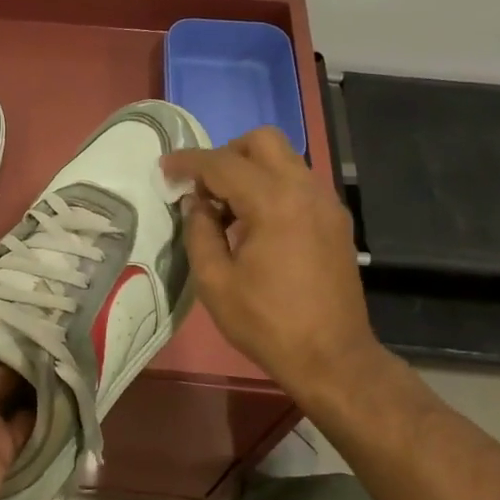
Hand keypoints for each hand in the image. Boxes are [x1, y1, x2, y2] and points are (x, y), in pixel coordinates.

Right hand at [162, 127, 394, 413]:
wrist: (331, 357)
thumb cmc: (266, 323)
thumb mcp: (215, 282)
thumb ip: (199, 232)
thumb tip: (196, 203)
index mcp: (273, 203)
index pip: (223, 164)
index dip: (188, 162)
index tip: (164, 168)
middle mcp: (305, 191)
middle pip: (263, 141)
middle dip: (226, 154)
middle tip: (203, 188)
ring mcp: (326, 204)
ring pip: (284, 160)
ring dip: (250, 171)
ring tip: (226, 210)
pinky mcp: (335, 221)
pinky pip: (298, 184)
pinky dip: (271, 187)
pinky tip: (255, 225)